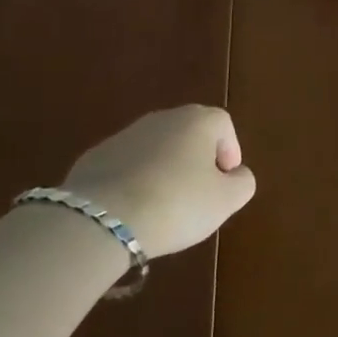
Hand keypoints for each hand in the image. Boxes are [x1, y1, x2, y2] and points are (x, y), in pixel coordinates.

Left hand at [61, 105, 256, 258]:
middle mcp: (163, 118)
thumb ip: (242, 183)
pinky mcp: (95, 156)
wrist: (103, 218)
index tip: (225, 182)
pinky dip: (134, 181)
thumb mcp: (225, 201)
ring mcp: (126, 134)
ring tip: (163, 206)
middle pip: (189, 133)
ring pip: (156, 149)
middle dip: (196, 160)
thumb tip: (237, 175)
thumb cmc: (177, 204)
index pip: (223, 125)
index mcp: (198, 121)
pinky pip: (126, 166)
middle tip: (198, 194)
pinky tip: (132, 210)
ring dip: (164, 170)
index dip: (229, 151)